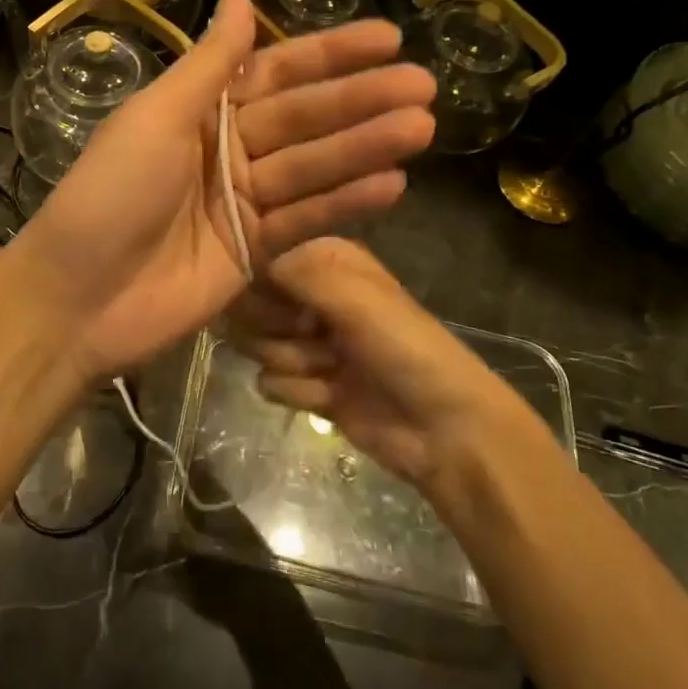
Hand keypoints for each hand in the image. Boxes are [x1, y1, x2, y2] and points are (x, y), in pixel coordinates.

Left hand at [17, 0, 434, 378]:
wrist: (78, 298)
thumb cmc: (110, 194)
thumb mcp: (156, 116)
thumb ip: (209, 62)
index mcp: (200, 110)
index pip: (276, 72)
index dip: (330, 54)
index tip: (387, 37)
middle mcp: (226, 148)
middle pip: (304, 118)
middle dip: (361, 100)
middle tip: (424, 85)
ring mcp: (243, 201)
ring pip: (314, 166)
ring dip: (367, 147)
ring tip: (422, 127)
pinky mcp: (255, 251)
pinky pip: (307, 218)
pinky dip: (347, 202)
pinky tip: (393, 183)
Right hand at [229, 238, 528, 493]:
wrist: (444, 429)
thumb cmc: (404, 348)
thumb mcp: (354, 297)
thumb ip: (296, 272)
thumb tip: (244, 266)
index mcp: (327, 261)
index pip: (263, 260)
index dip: (263, 285)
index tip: (284, 305)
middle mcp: (313, 295)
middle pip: (251, 305)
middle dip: (275, 328)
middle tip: (312, 337)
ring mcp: (308, 341)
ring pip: (255, 344)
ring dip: (290, 362)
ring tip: (329, 369)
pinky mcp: (307, 383)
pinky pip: (269, 382)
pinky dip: (297, 392)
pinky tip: (330, 397)